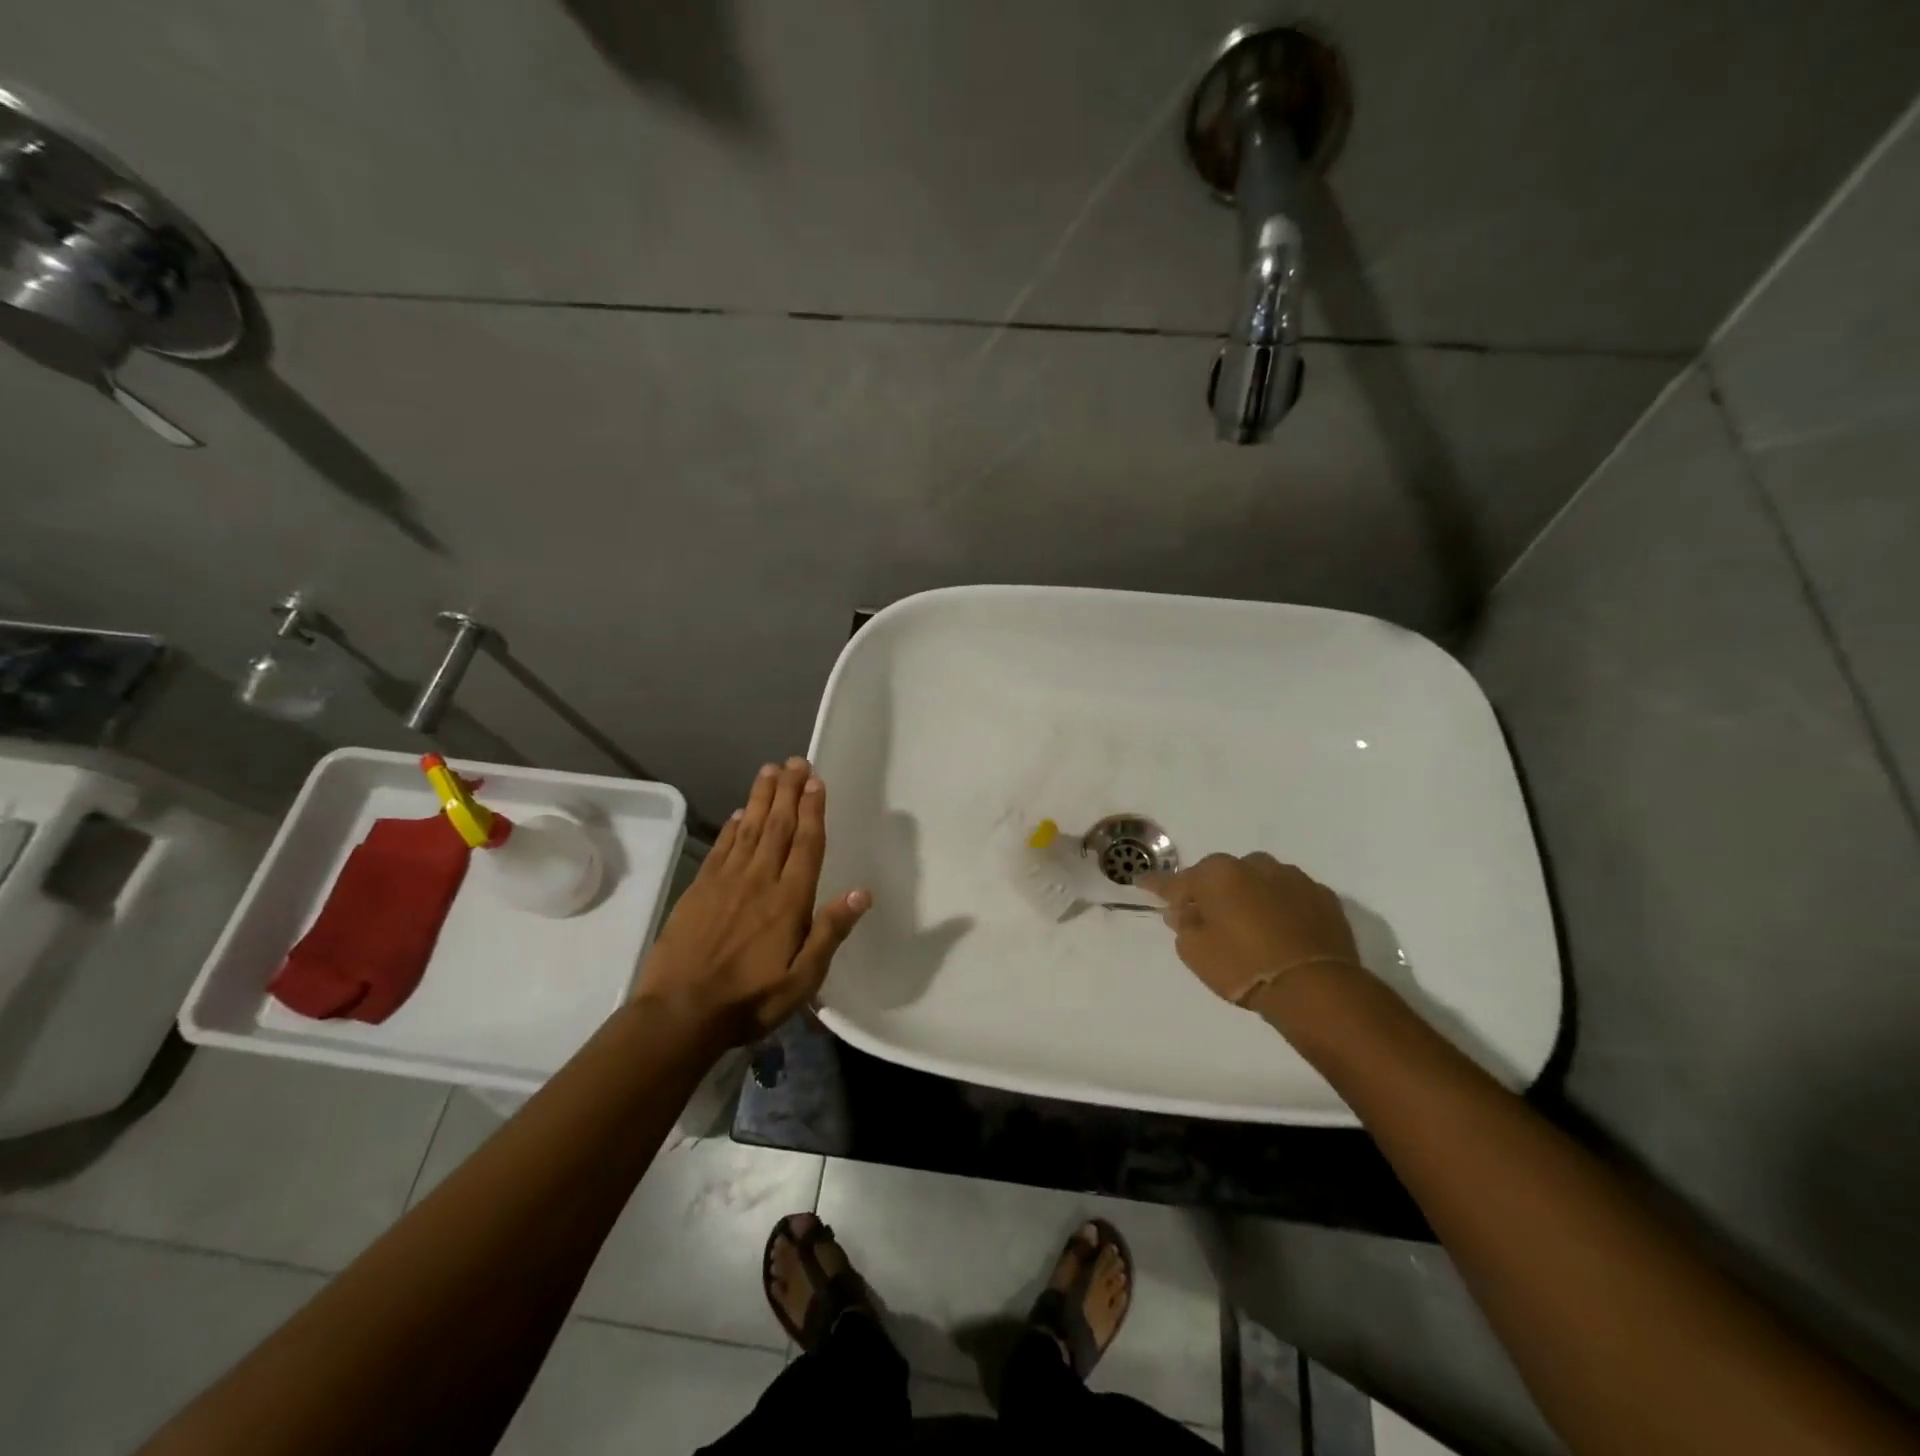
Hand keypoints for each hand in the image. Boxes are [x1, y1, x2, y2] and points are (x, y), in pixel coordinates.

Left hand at [634, 757, 869, 1045]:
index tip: (816, 782)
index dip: (812, 811)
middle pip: (778, 826)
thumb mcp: (802, 980)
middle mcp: (759, 881)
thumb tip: (861, 892)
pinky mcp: (699, 890)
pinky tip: (740, 813)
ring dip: (761, 798)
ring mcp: (725, 882)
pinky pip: (721, 848)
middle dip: (789, 792)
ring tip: (770, 770)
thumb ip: (829, 933)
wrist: (679, 1013)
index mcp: (788, 901)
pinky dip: (732, 826)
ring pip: (749, 829)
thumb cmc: (749, 1001)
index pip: (805, 845)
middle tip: (796, 762)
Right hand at [1139, 853, 1360, 1007]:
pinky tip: (1281, 931)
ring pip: (1259, 881)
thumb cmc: (1243, 967)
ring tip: (1249, 925)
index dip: (1157, 885)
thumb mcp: (1196, 952)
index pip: (1177, 880)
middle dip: (1211, 892)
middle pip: (1222, 876)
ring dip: (1249, 896)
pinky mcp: (1323, 896)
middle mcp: (1254, 865)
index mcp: (1217, 874)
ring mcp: (1292, 878)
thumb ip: (1184, 925)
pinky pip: (1290, 896)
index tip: (1140, 883)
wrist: (1316, 988)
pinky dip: (1281, 907)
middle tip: (1206, 918)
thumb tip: (1183, 911)